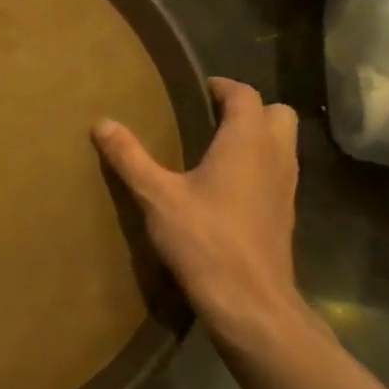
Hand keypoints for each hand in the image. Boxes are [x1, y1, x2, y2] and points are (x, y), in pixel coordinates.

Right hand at [93, 78, 306, 348]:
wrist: (250, 300)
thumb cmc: (204, 240)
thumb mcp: (157, 196)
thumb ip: (130, 157)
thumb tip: (103, 123)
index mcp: (246, 142)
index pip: (245, 95)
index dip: (222, 87)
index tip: (198, 89)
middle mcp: (275, 156)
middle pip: (277, 113)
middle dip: (248, 108)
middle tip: (210, 117)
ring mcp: (286, 186)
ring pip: (283, 143)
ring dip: (257, 136)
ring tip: (215, 149)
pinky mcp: (285, 213)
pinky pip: (278, 171)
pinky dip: (259, 165)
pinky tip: (226, 187)